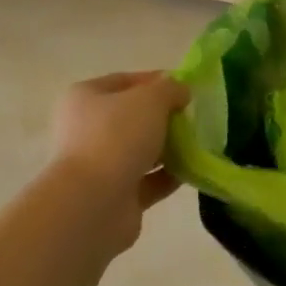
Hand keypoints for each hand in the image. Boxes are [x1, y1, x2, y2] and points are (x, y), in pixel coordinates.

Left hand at [51, 72, 190, 246]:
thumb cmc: (117, 137)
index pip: (124, 82)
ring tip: (199, 143)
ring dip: (170, 147)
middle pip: (134, 117)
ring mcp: (100, 166)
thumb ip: (170, 89)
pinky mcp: (116, 196)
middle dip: (165, 117)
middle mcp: (87, 130)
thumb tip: (181, 92)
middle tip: (194, 117)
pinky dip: (169, 175)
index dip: (156, 81)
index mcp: (85, 99)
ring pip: (142, 150)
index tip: (186, 88)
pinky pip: (149, 180)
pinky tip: (193, 170)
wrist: (93, 203)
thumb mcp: (151, 99)